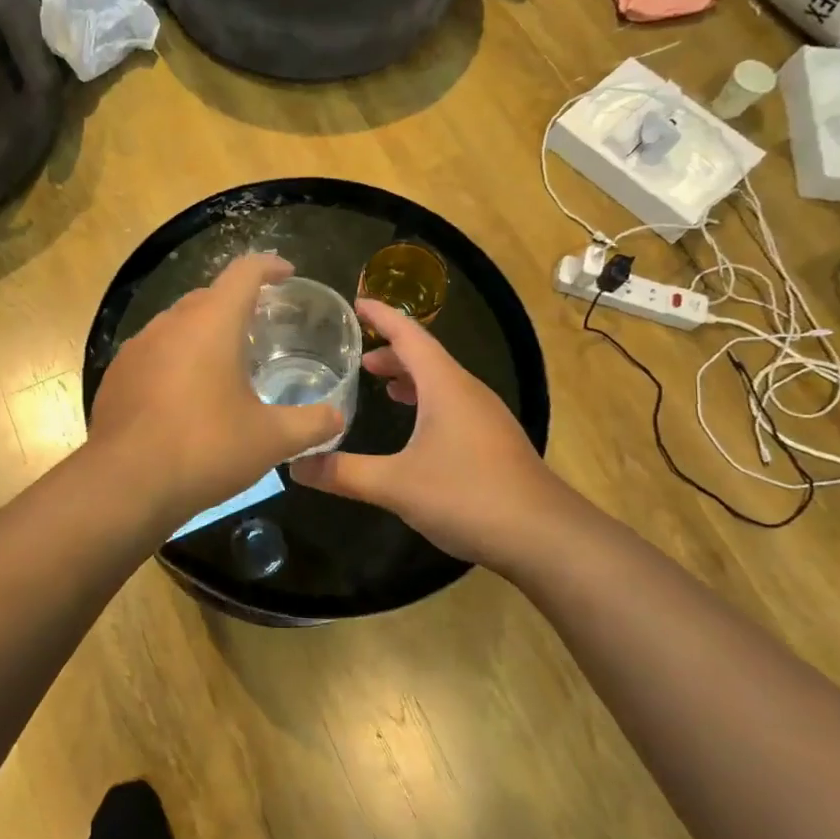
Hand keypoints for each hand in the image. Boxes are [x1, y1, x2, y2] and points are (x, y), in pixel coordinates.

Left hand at [89, 254, 344, 529]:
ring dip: (202, 334)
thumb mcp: (270, 440)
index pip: (244, 272)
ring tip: (223, 364)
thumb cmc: (206, 448)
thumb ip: (311, 424)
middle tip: (259, 327)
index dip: (269, 267)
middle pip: (208, 296)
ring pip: (176, 325)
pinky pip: (153, 353)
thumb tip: (337, 418)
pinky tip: (183, 396)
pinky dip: (174, 360)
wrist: (125, 485)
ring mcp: (136, 348)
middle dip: (235, 304)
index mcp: (212, 323)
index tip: (286, 274)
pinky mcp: (116, 375)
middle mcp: (170, 323)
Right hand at [290, 299, 586, 568]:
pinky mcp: (494, 442)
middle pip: (426, 357)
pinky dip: (427, 402)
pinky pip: (453, 405)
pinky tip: (416, 430)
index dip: (381, 316)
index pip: (409, 335)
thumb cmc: (468, 496)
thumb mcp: (396, 485)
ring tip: (381, 386)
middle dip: (391, 352)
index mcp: (445, 386)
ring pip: (442, 382)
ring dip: (410, 378)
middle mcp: (468, 392)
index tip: (355, 302)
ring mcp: (486, 417)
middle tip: (357, 359)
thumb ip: (343, 473)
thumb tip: (294, 465)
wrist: (544, 536)